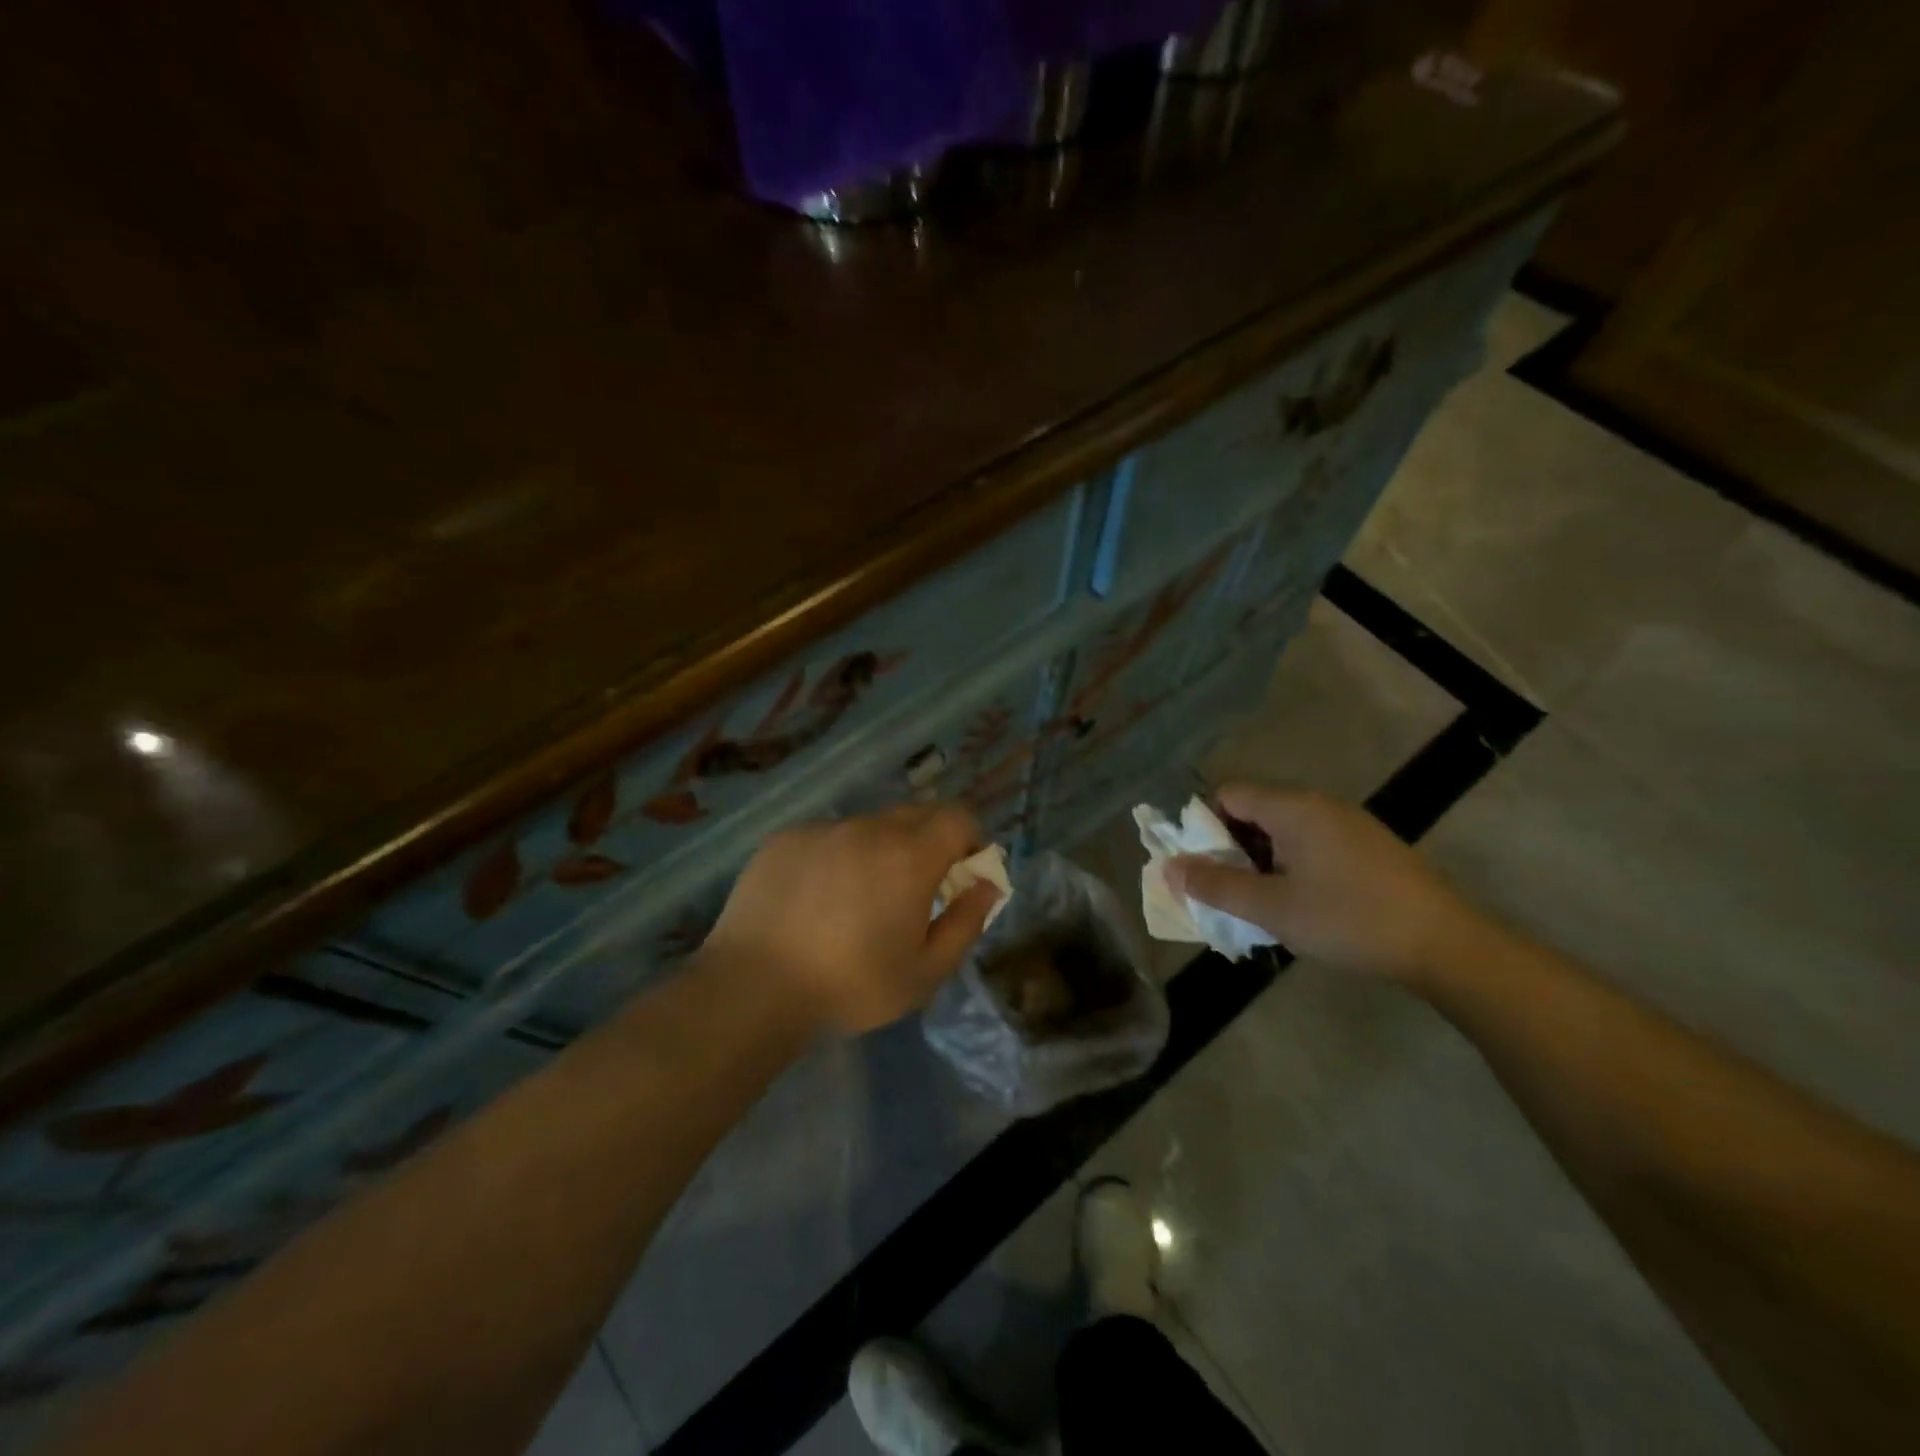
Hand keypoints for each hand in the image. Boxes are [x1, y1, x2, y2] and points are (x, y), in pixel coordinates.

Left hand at [702, 804, 1002, 1034]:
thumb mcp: (925, 972)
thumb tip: (988, 885)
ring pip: (869, 825)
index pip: (957, 817)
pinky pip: (827, 836)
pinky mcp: (785, 838)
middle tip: (915, 889)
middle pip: (916, 814)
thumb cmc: (849, 986)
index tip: (961, 874)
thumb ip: (966, 923)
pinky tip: (815, 898)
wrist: (753, 988)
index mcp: (909, 857)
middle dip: (929, 842)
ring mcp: (822, 829)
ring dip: (880, 849)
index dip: (969, 840)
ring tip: (858, 898)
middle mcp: (868, 828)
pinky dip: (837, 855)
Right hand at [1166, 783, 1486, 984]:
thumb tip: (1169, 868)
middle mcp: (1318, 804)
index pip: (1227, 794)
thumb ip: (1216, 886)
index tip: (1203, 867)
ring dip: (1260, 860)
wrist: (1446, 945)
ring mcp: (1348, 823)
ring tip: (1261, 903)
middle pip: (1253, 810)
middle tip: (1228, 891)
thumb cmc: (1349, 920)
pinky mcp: (1368, 845)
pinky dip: (1291, 864)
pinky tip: (1301, 903)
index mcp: (1293, 807)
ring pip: (1282, 829)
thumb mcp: (1272, 908)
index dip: (1203, 826)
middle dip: (1230, 848)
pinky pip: (1310, 842)